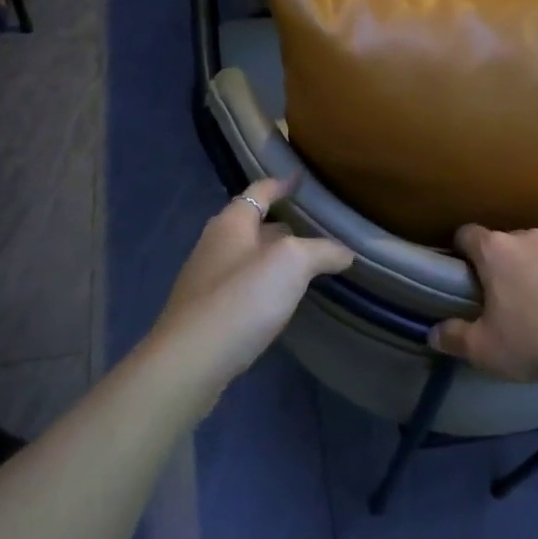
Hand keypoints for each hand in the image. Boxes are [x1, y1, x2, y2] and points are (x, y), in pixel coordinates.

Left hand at [146, 176, 352, 384]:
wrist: (191, 360)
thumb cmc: (242, 298)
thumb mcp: (292, 264)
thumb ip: (322, 251)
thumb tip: (346, 252)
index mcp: (232, 222)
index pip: (260, 191)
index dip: (282, 183)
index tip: (300, 178)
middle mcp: (214, 244)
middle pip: (252, 224)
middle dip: (280, 224)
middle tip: (313, 228)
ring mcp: (206, 279)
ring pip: (247, 257)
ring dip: (272, 257)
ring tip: (303, 264)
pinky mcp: (206, 312)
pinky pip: (241, 286)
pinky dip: (263, 284)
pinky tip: (279, 300)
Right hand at [430, 225, 537, 385]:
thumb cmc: (535, 344)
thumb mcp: (483, 350)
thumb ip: (454, 337)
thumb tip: (433, 333)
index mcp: (496, 252)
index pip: (467, 234)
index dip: (463, 250)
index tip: (466, 271)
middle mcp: (530, 237)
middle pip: (509, 241)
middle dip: (507, 262)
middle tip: (510, 296)